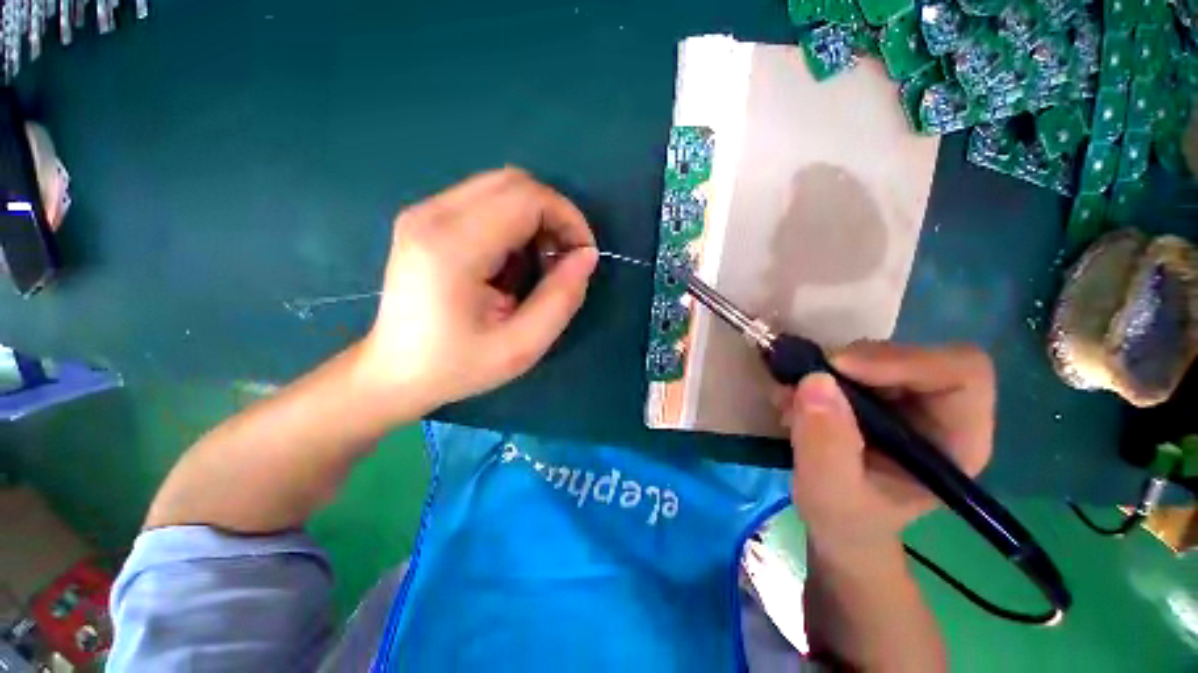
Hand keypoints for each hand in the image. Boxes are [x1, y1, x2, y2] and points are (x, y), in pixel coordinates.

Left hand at [359, 168, 597, 418]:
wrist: (395, 371)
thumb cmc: (458, 365)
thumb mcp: (522, 346)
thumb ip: (561, 299)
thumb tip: (586, 256)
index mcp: (453, 247)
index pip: (526, 197)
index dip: (568, 218)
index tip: (582, 255)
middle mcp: (433, 215)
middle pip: (514, 182)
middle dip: (554, 215)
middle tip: (564, 258)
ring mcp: (424, 212)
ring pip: (501, 187)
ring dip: (535, 218)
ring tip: (540, 262)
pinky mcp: (425, 218)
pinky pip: (485, 200)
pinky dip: (514, 221)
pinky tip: (513, 259)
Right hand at [776, 342, 994, 560]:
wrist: (839, 522)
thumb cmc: (847, 519)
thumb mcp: (830, 493)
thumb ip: (825, 445)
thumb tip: (815, 381)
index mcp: (956, 441)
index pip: (959, 372)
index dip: (904, 360)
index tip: (839, 368)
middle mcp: (939, 410)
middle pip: (911, 355)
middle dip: (851, 364)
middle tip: (802, 382)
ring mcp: (905, 398)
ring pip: (873, 355)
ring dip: (825, 370)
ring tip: (790, 401)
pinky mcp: (874, 392)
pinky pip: (847, 363)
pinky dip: (815, 373)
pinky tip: (792, 400)